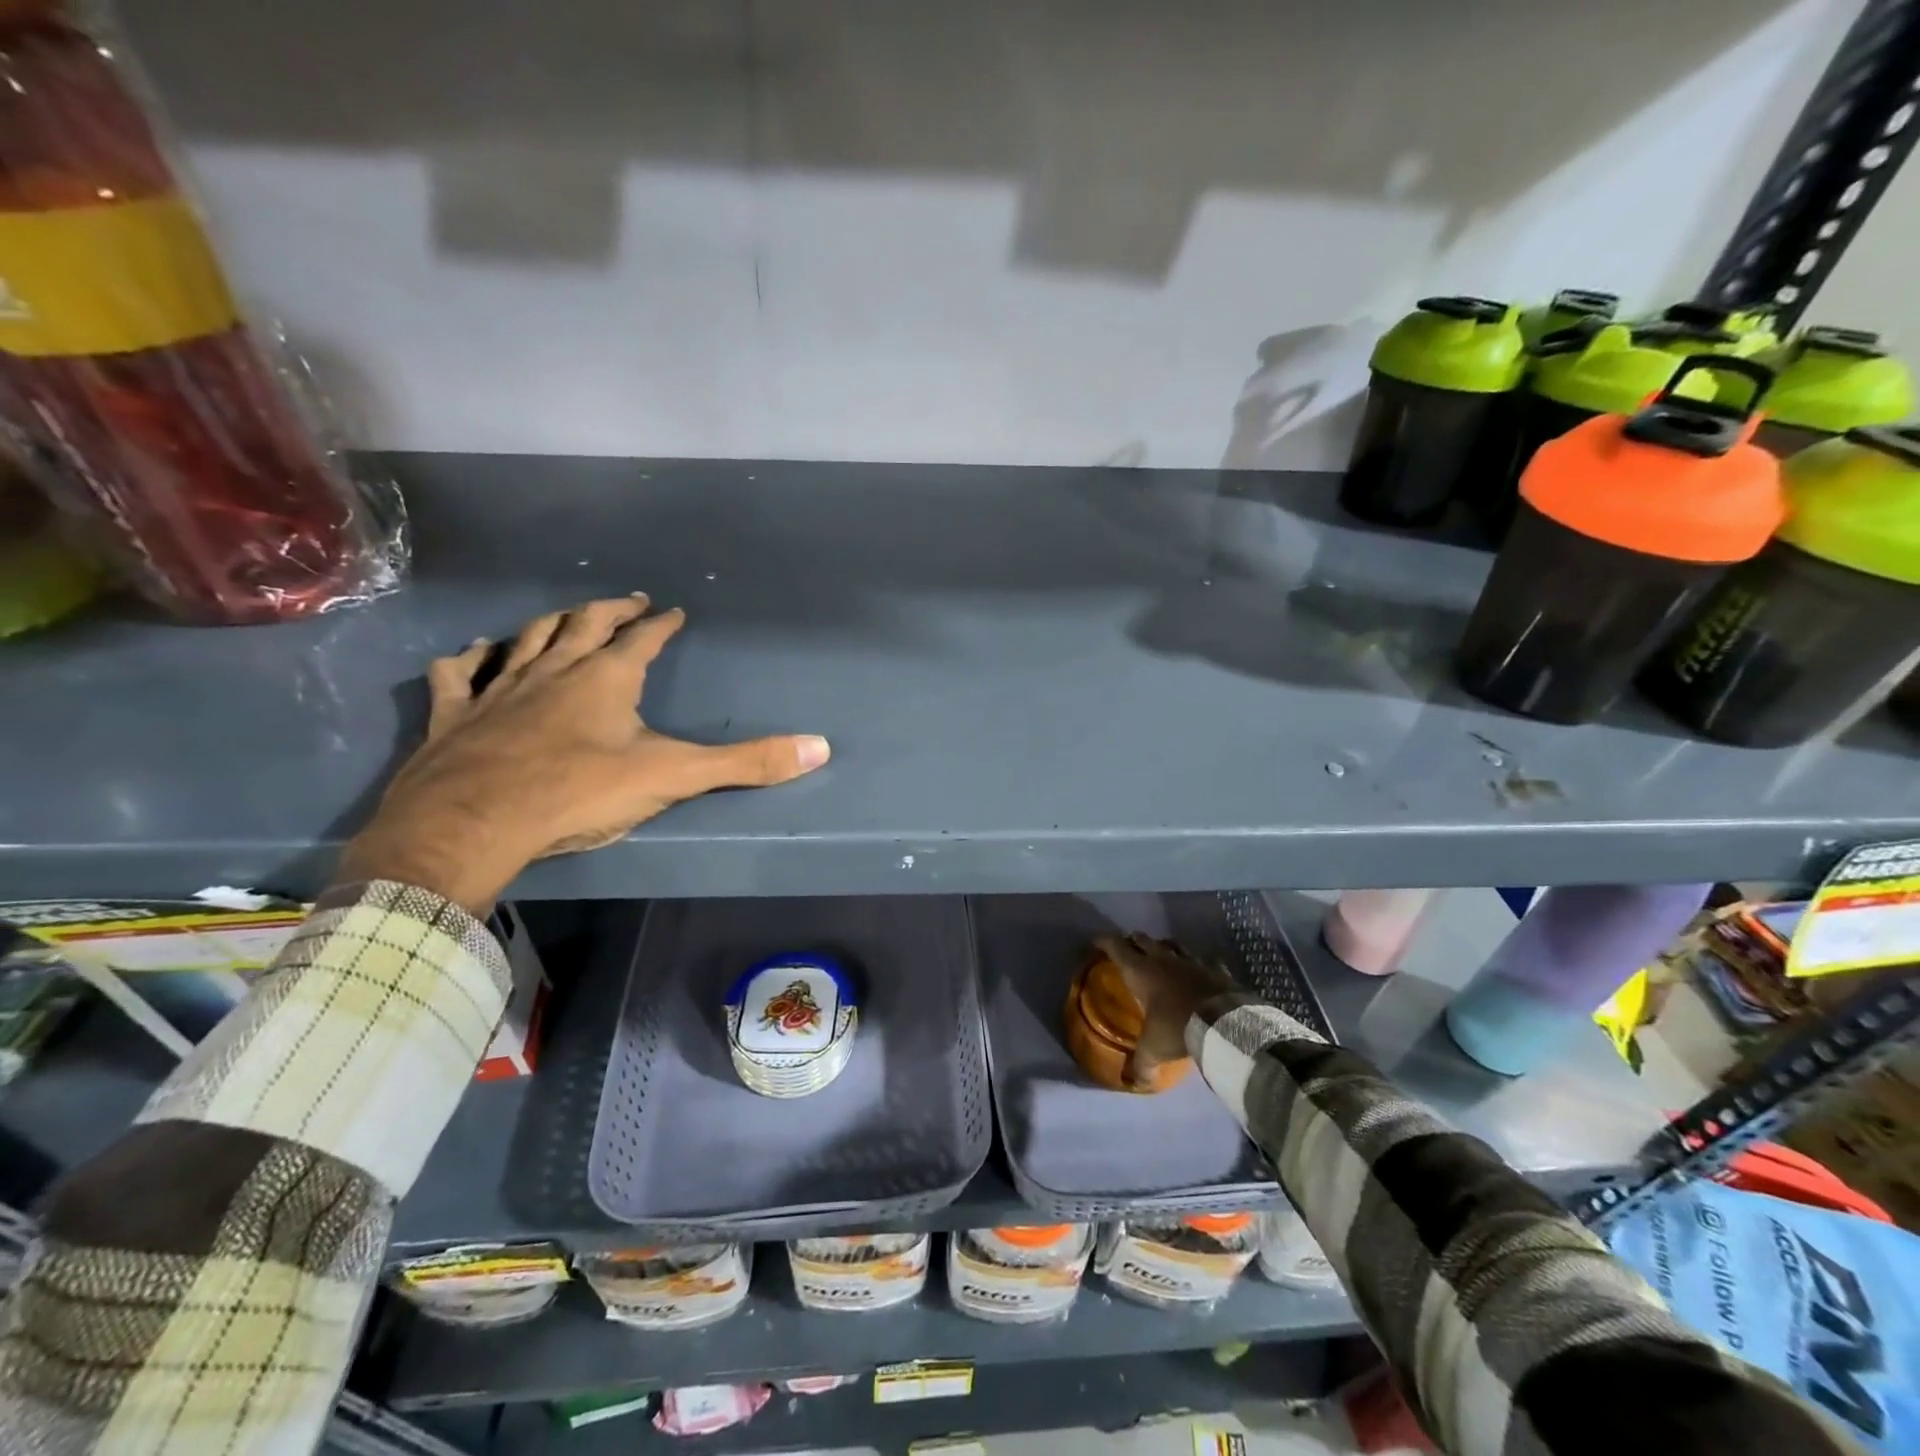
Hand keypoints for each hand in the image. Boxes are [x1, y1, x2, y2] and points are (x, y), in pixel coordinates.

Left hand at [338, 594, 829, 912]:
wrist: (471, 824)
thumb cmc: (578, 794)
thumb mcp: (673, 777)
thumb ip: (746, 763)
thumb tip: (820, 747)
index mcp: (606, 678)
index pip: (642, 640)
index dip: (661, 624)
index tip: (674, 610)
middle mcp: (552, 670)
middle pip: (583, 624)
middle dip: (609, 609)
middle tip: (627, 600)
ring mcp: (498, 689)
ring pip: (525, 639)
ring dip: (548, 623)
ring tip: (563, 616)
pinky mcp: (453, 715)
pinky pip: (458, 674)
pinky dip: (468, 659)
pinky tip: (472, 653)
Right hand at [1092, 933, 1238, 1089]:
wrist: (1223, 1022)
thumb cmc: (1177, 1027)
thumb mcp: (1153, 1049)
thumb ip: (1141, 1064)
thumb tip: (1134, 1082)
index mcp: (1141, 971)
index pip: (1116, 947)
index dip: (1104, 941)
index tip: (1096, 942)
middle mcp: (1163, 959)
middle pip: (1142, 939)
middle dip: (1132, 942)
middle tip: (1128, 951)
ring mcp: (1191, 960)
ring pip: (1172, 943)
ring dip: (1163, 947)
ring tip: (1160, 956)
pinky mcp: (1215, 968)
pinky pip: (1202, 959)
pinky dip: (1196, 963)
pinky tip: (1197, 971)